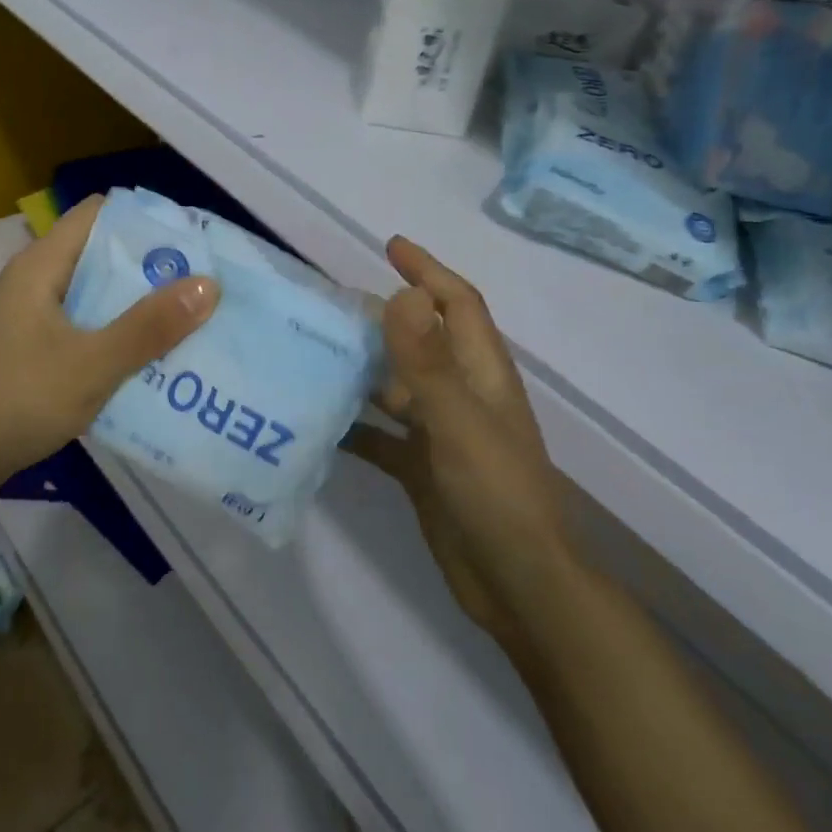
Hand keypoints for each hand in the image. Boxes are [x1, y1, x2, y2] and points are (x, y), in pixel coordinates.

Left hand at [0, 196, 218, 487]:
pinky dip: (116, 334)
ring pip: (95, 294)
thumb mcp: (92, 365)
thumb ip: (148, 327)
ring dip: (137, 305)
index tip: (192, 240)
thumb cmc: (17, 401)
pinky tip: (149, 357)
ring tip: (190, 319)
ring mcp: (31, 316)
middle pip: (101, 254)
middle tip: (203, 284)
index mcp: (42, 265)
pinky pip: (84, 326)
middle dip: (151, 268)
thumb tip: (208, 284)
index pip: (98, 214)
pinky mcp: (32, 348)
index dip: (145, 220)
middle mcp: (35, 280)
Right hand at [344, 237, 568, 631]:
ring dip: (362, 368)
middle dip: (382, 317)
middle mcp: (462, 396)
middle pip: (420, 341)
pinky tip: (318, 421)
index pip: (457, 304)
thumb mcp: (459, 422)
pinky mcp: (423, 469)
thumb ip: (428, 361)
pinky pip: (382, 435)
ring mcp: (441, 434)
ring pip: (396, 386)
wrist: (518, 585)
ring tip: (313, 352)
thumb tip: (404, 293)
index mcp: (481, 374)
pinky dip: (355, 425)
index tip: (390, 247)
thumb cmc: (496, 494)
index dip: (429, 271)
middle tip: (329, 304)